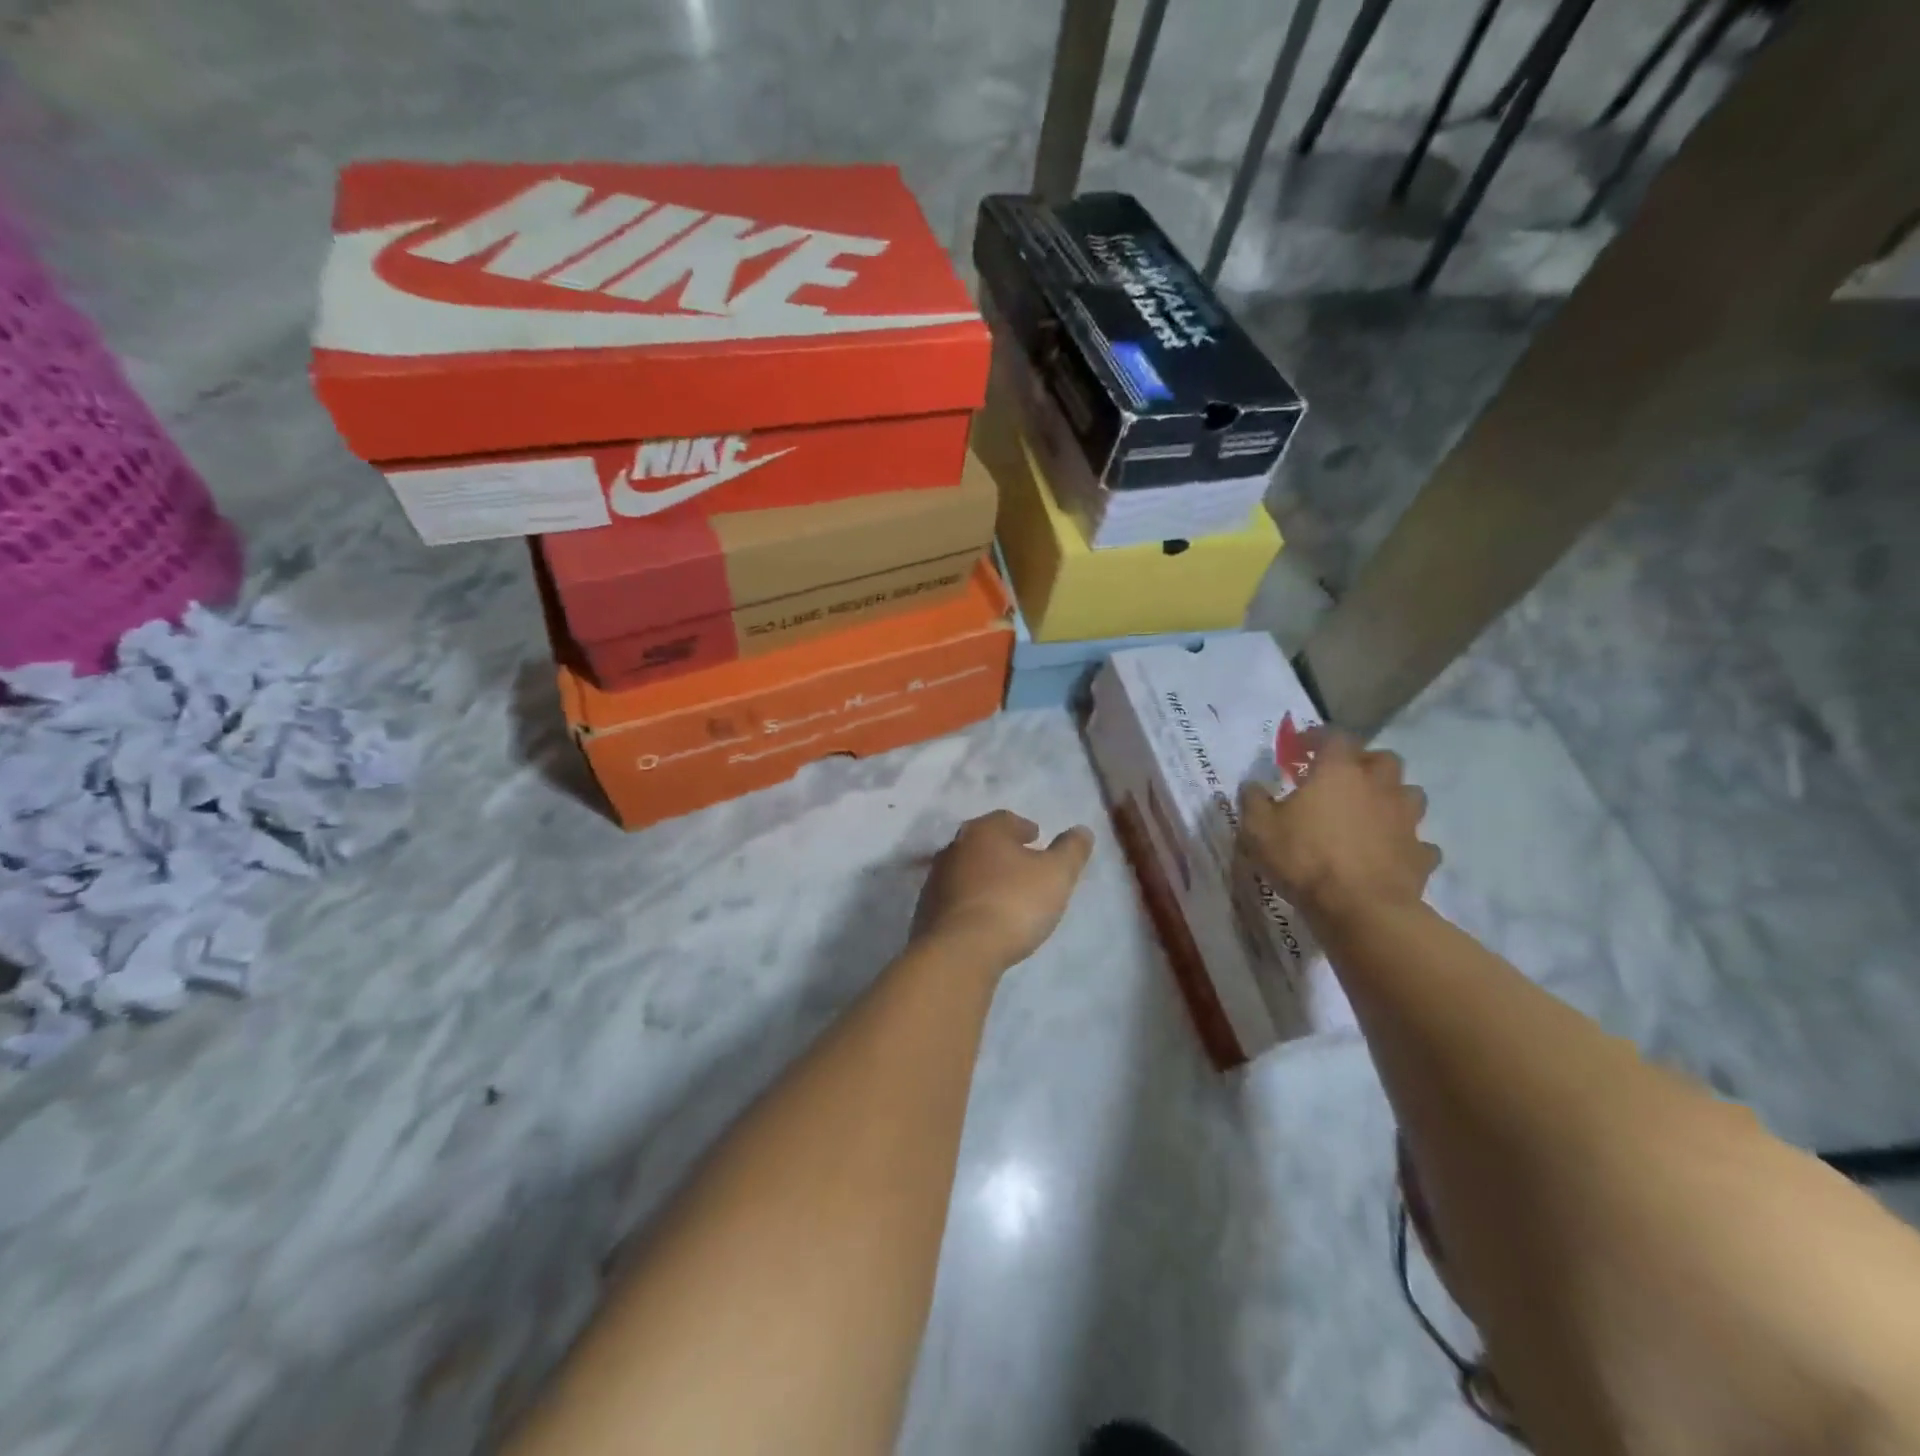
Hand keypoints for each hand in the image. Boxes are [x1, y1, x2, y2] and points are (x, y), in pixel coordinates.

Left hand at [911, 811, 1093, 970]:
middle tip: (1022, 863)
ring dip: (984, 875)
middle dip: (1002, 850)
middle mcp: (954, 847)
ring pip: (965, 868)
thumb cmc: (1014, 903)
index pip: (1005, 819)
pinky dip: (970, 899)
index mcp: (983, 831)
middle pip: (982, 842)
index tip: (1036, 838)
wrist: (960, 950)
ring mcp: (935, 879)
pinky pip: (954, 897)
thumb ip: (1071, 850)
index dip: (1023, 827)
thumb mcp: (1057, 875)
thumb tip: (1082, 831)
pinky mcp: (926, 910)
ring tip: (1004, 891)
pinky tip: (983, 916)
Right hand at [1238, 731, 1439, 923]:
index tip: (1302, 747)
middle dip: (1365, 762)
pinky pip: (1419, 842)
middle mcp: (1378, 786)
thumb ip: (1254, 801)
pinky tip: (1390, 853)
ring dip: (1392, 797)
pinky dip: (1406, 843)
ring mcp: (1405, 820)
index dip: (1317, 737)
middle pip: (1383, 758)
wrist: (1360, 909)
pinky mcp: (1420, 854)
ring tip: (1371, 812)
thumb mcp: (1259, 829)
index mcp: (1338, 772)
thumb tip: (1253, 785)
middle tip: (1343, 779)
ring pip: (1410, 794)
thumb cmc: (1304, 859)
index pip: (1334, 736)